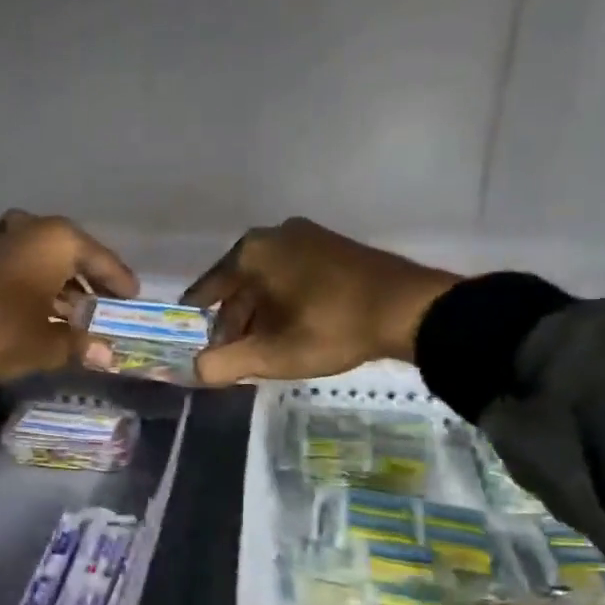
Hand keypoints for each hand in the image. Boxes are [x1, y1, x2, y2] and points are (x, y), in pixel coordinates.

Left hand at [0, 211, 137, 465]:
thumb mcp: (45, 345)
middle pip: (70, 254)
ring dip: (58, 286)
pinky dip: (32, 286)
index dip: (119, 280)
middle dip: (87, 282)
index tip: (134, 295)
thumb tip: (108, 356)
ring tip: (73, 315)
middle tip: (104, 305)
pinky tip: (35, 312)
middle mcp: (28, 228)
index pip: (101, 259)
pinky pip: (17, 267)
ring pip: (40, 260)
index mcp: (55, 239)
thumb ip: (80, 345)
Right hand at [183, 218, 457, 384]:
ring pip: (266, 282)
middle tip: (235, 357)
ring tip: (265, 349)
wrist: (409, 308)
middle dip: (233, 323)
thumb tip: (195, 369)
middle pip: (238, 286)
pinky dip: (284, 302)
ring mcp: (306, 236)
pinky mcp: (332, 246)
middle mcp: (273, 235)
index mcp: (251, 252)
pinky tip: (293, 328)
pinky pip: (292, 275)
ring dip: (259, 315)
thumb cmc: (332, 327)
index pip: (207, 290)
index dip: (199, 323)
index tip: (196, 347)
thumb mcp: (273, 354)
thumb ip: (225, 363)